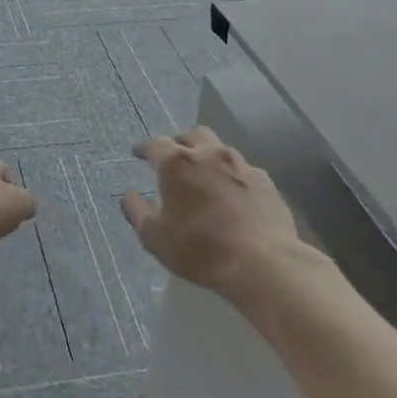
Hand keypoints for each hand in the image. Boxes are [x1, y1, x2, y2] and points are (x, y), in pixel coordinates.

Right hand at [124, 127, 299, 294]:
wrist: (263, 263)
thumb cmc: (200, 249)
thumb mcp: (156, 238)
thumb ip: (138, 212)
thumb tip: (129, 195)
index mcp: (177, 163)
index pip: (156, 144)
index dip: (145, 148)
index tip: (138, 153)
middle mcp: (210, 154)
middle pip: (193, 135)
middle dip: (181, 142)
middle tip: (174, 158)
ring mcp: (242, 165)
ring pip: (221, 149)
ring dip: (209, 157)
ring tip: (205, 176)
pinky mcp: (266, 182)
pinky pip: (244, 170)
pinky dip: (233, 176)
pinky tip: (233, 194)